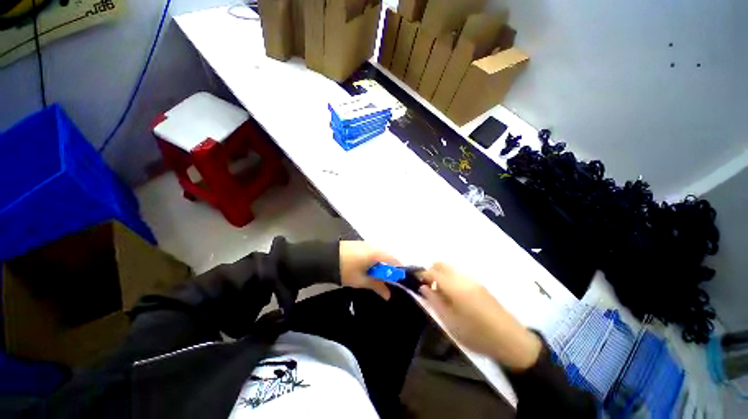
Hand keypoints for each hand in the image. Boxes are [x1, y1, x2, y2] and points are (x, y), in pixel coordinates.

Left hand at [339, 241, 399, 299]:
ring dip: (381, 265)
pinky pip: (374, 252)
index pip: (395, 262)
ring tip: (375, 276)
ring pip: (381, 255)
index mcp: (378, 253)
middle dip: (389, 270)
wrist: (325, 257)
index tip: (398, 283)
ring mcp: (368, 243)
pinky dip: (374, 260)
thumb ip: (377, 286)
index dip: (398, 272)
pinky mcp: (361, 243)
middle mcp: (375, 246)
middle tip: (385, 282)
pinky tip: (368, 268)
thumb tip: (388, 295)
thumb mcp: (361, 280)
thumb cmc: (345, 269)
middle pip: (389, 258)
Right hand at [419, 263, 541, 370]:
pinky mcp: (479, 284)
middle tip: (428, 287)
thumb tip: (423, 287)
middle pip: (441, 264)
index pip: (432, 271)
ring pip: (450, 267)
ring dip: (441, 273)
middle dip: (431, 271)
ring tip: (440, 292)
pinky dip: (450, 277)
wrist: (511, 340)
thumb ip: (434, 301)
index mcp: (454, 287)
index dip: (421, 273)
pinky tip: (453, 294)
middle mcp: (463, 278)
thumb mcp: (450, 322)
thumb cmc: (476, 334)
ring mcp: (473, 279)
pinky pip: (459, 273)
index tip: (415, 280)